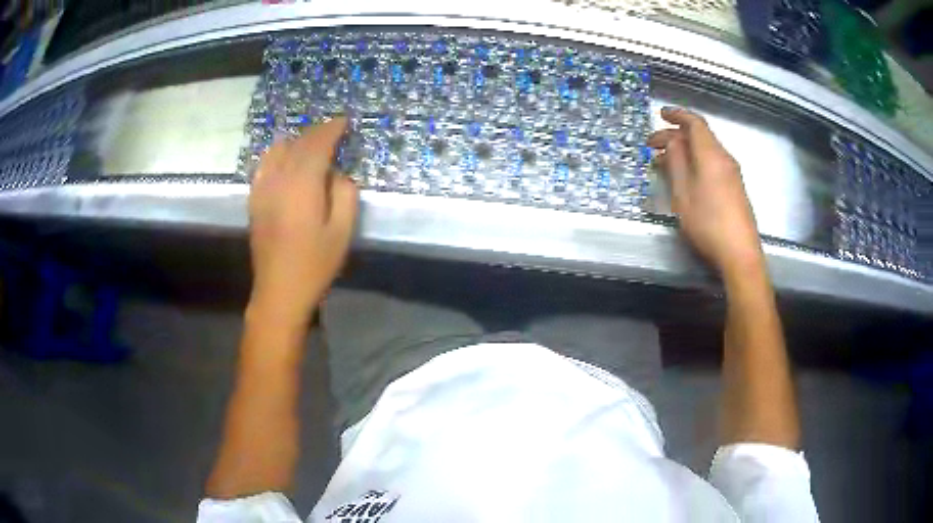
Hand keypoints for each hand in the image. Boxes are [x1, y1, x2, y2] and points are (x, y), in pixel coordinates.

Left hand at [248, 117, 357, 324]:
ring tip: (311, 145)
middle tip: (333, 130)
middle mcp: (278, 180)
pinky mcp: (254, 200)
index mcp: (302, 186)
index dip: (332, 129)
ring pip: (277, 150)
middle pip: (297, 144)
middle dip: (316, 132)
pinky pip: (263, 165)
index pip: (317, 145)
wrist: (279, 291)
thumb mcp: (342, 232)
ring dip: (296, 141)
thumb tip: (336, 173)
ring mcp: (262, 189)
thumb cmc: (315, 264)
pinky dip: (277, 154)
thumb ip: (344, 194)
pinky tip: (285, 160)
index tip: (345, 121)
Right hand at [648, 107, 762, 274]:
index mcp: (711, 154)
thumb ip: (676, 163)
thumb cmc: (708, 222)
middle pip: (699, 137)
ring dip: (683, 151)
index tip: (660, 114)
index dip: (677, 115)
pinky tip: (683, 177)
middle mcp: (724, 158)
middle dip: (675, 136)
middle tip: (652, 146)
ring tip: (663, 163)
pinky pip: (711, 164)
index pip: (695, 123)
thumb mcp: (683, 193)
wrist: (740, 253)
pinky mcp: (734, 188)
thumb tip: (672, 142)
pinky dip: (694, 163)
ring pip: (705, 151)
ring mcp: (731, 174)